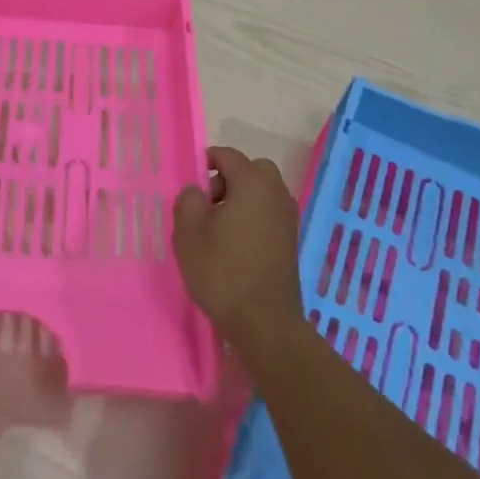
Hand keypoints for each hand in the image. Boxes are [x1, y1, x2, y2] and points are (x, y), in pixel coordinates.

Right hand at [173, 146, 305, 360]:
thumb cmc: (222, 271)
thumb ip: (188, 200)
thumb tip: (197, 191)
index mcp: (253, 183)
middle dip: (228, 179)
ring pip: (262, 192)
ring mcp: (288, 218)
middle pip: (252, 170)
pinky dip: (252, 218)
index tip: (190, 186)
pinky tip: (234, 246)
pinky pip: (269, 214)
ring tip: (218, 229)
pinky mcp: (291, 241)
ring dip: (241, 199)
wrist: (264, 322)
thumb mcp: (188, 232)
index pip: (228, 155)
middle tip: (207, 205)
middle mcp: (276, 193)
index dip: (206, 162)